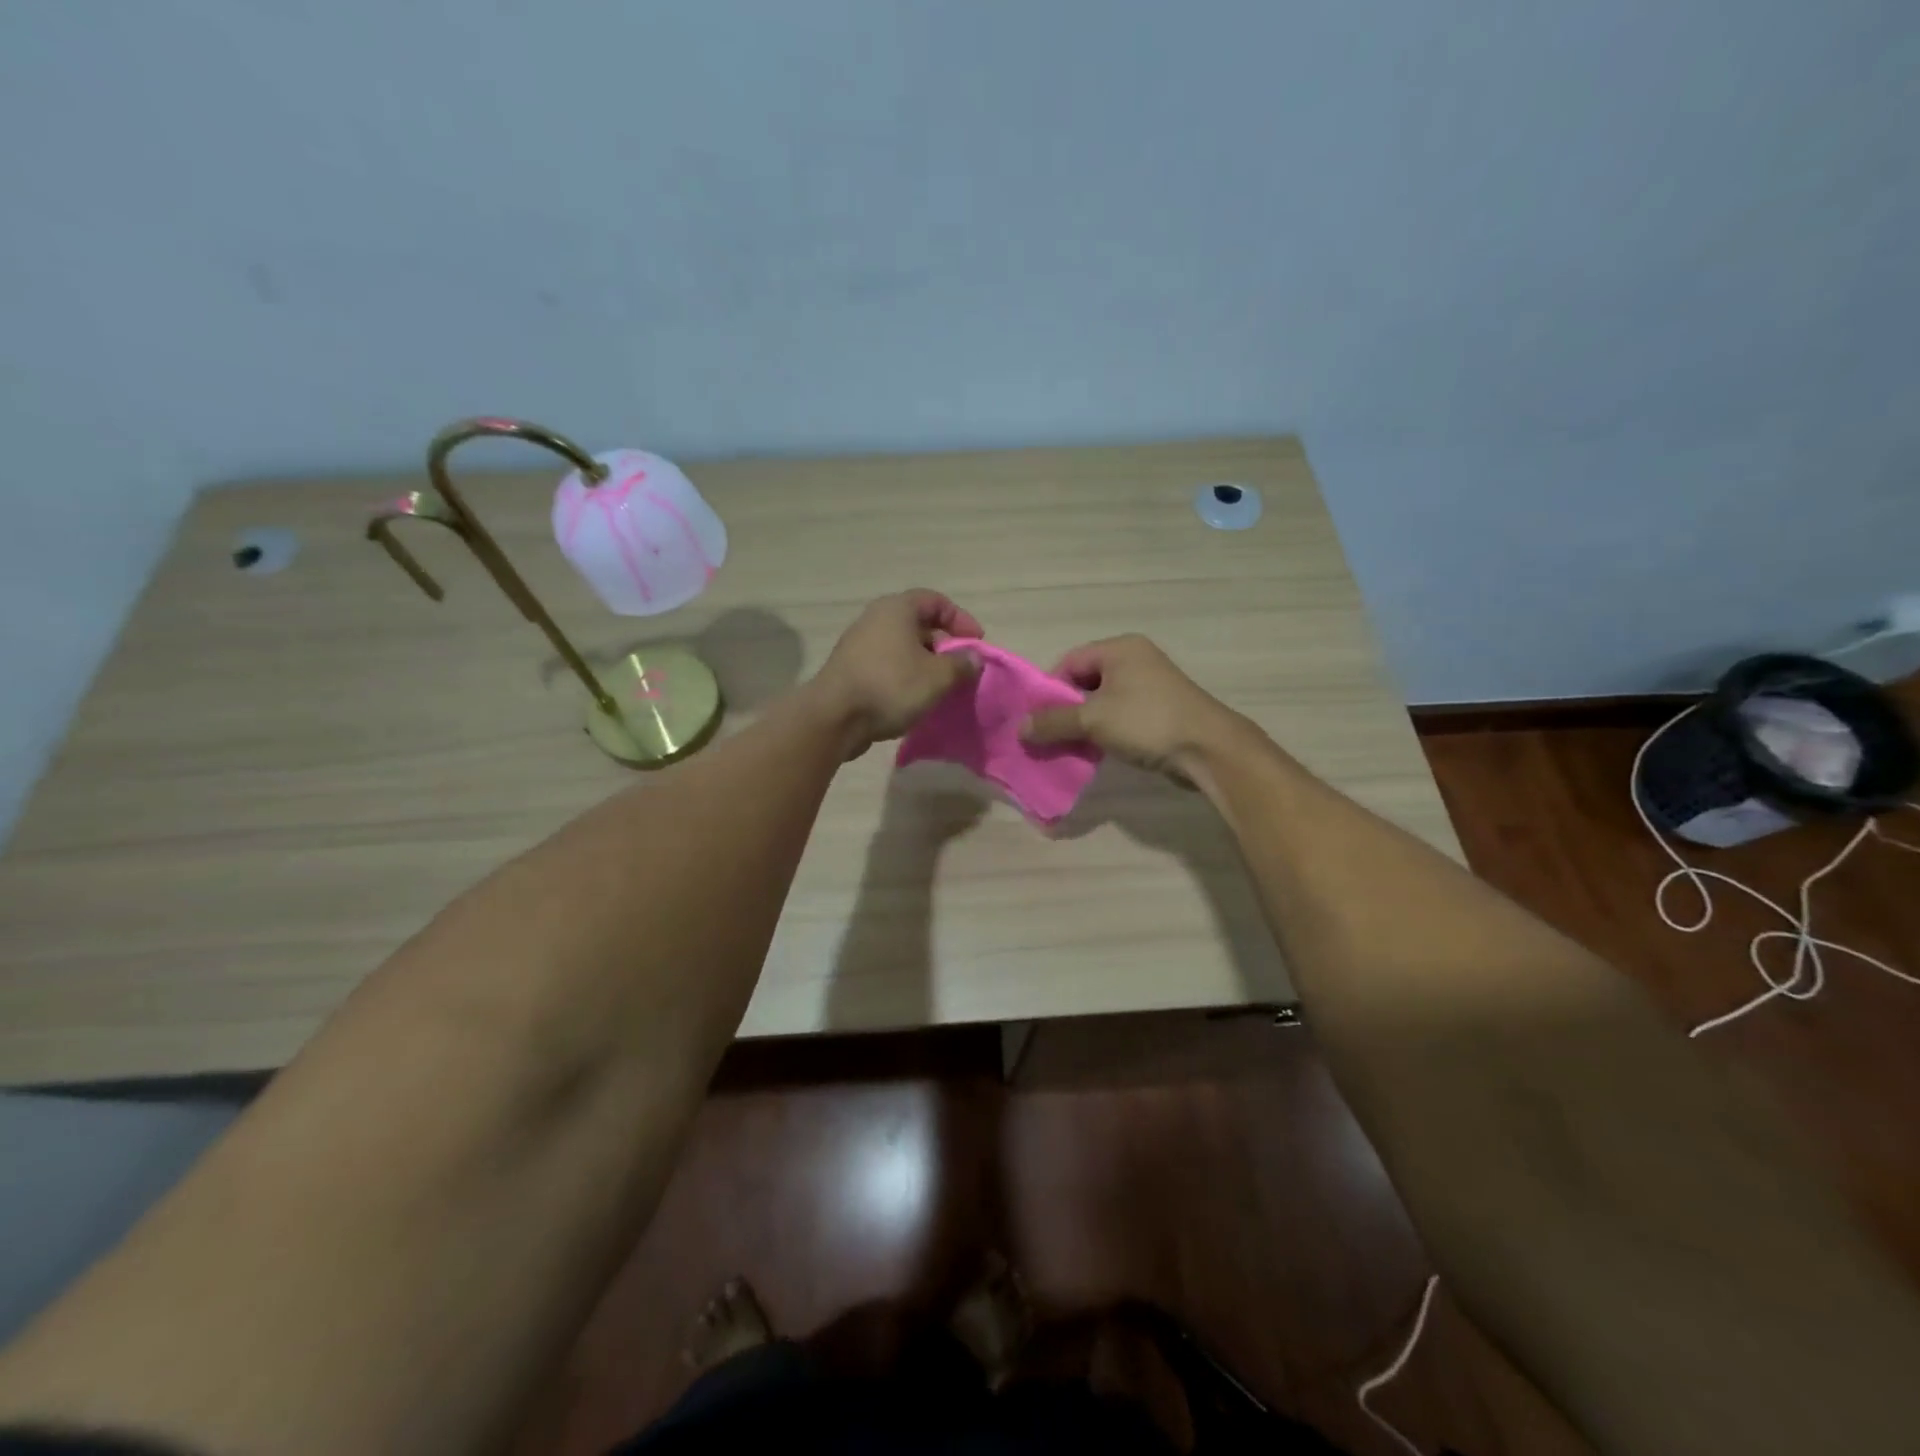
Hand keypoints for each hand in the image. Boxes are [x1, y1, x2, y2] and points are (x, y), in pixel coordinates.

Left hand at [811, 590, 983, 756]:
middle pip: (918, 624)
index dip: (960, 619)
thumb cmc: (891, 686)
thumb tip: (973, 658)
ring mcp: (859, 644)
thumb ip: (961, 664)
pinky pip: (887, 665)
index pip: (936, 601)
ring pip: (902, 647)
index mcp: (897, 609)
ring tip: (940, 687)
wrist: (834, 717)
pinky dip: (905, 676)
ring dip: (925, 664)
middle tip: (960, 668)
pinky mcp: (850, 669)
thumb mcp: (937, 677)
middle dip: (943, 645)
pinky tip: (914, 699)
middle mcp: (875, 619)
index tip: (976, 643)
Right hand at [1020, 635, 1244, 779]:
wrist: (1208, 749)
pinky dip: (1105, 730)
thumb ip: (1054, 722)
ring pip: (1102, 700)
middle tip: (1048, 735)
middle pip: (1085, 681)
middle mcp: (1135, 659)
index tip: (1037, 718)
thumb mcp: (1093, 720)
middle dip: (1064, 709)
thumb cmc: (1147, 722)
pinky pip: (1120, 715)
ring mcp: (1150, 685)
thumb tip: (1020, 728)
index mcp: (1120, 649)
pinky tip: (1095, 751)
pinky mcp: (1159, 710)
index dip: (1049, 689)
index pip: (1069, 661)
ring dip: (1084, 723)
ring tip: (1069, 746)